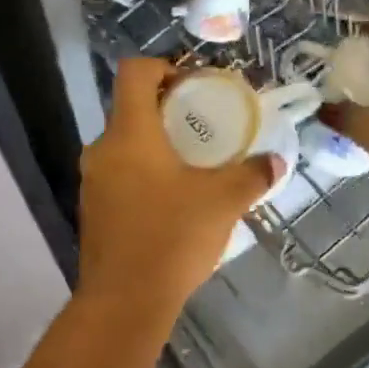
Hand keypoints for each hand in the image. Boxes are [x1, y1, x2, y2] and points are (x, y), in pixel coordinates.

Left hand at [77, 58, 283, 318]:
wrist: (124, 302)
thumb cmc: (172, 237)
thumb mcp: (223, 201)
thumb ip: (251, 175)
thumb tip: (275, 161)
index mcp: (129, 133)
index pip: (134, 72)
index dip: (162, 66)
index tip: (192, 84)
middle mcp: (102, 149)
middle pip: (129, 108)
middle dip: (166, 110)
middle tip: (202, 126)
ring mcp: (92, 181)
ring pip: (124, 144)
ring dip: (155, 144)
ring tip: (192, 164)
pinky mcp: (92, 209)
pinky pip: (118, 174)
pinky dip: (143, 172)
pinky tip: (171, 199)